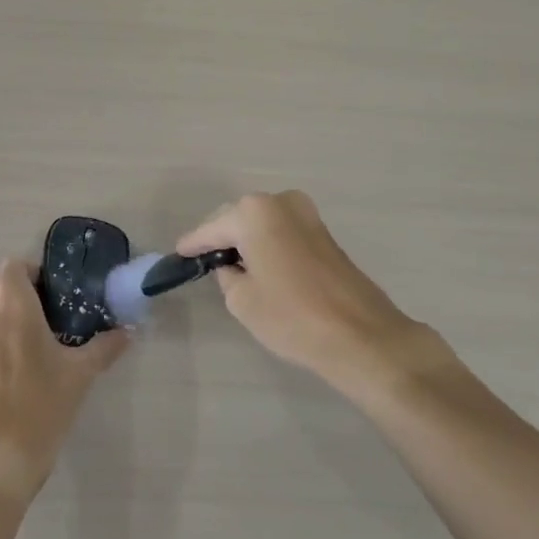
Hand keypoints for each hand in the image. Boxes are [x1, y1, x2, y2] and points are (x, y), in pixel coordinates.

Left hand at [0, 258, 130, 504]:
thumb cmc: (41, 403)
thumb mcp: (79, 374)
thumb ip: (103, 348)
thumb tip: (127, 333)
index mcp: (12, 302)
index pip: (14, 266)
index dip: (31, 274)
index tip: (50, 293)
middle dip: (7, 291)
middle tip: (33, 314)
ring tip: (18, 337)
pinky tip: (3, 361)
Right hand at [176, 191, 459, 402]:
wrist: (361, 336)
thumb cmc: (291, 316)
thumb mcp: (241, 300)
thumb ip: (227, 275)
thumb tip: (232, 267)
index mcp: (253, 213)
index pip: (211, 229)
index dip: (193, 245)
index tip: (177, 255)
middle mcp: (280, 202)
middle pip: (237, 219)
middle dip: (221, 238)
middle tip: (202, 261)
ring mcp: (307, 215)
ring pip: (262, 224)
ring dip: (246, 241)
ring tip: (230, 266)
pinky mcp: (324, 233)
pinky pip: (282, 233)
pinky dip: (267, 245)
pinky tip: (259, 266)